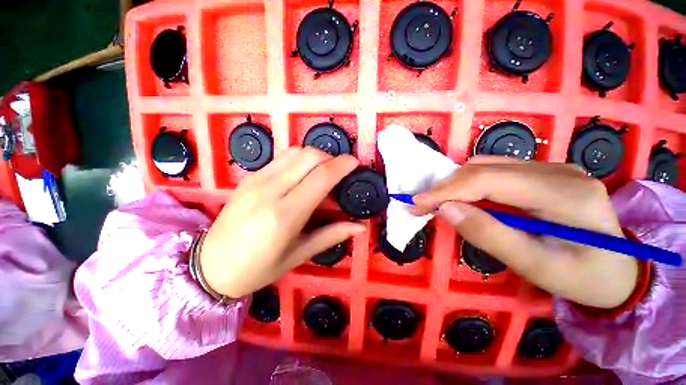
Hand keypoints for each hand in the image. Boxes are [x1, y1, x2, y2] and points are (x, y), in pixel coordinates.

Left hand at [200, 147, 364, 298]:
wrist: (209, 266)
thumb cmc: (257, 269)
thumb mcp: (299, 255)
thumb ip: (331, 235)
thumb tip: (360, 227)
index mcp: (284, 215)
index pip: (321, 177)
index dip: (342, 165)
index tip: (355, 163)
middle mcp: (269, 191)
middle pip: (309, 156)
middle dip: (331, 157)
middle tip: (340, 171)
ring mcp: (256, 180)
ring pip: (295, 152)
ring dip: (316, 156)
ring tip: (324, 171)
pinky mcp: (249, 177)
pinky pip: (281, 157)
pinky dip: (299, 159)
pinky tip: (303, 174)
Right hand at [412, 156, 638, 308]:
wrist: (619, 271)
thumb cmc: (584, 278)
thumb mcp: (536, 268)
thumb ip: (489, 235)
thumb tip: (446, 210)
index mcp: (565, 193)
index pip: (488, 180)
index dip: (446, 190)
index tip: (417, 204)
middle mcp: (558, 170)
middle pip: (484, 169)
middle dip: (445, 187)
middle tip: (422, 206)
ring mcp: (551, 168)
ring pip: (486, 166)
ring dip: (455, 184)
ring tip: (438, 204)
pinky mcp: (543, 173)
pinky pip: (495, 171)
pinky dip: (469, 184)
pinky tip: (463, 199)